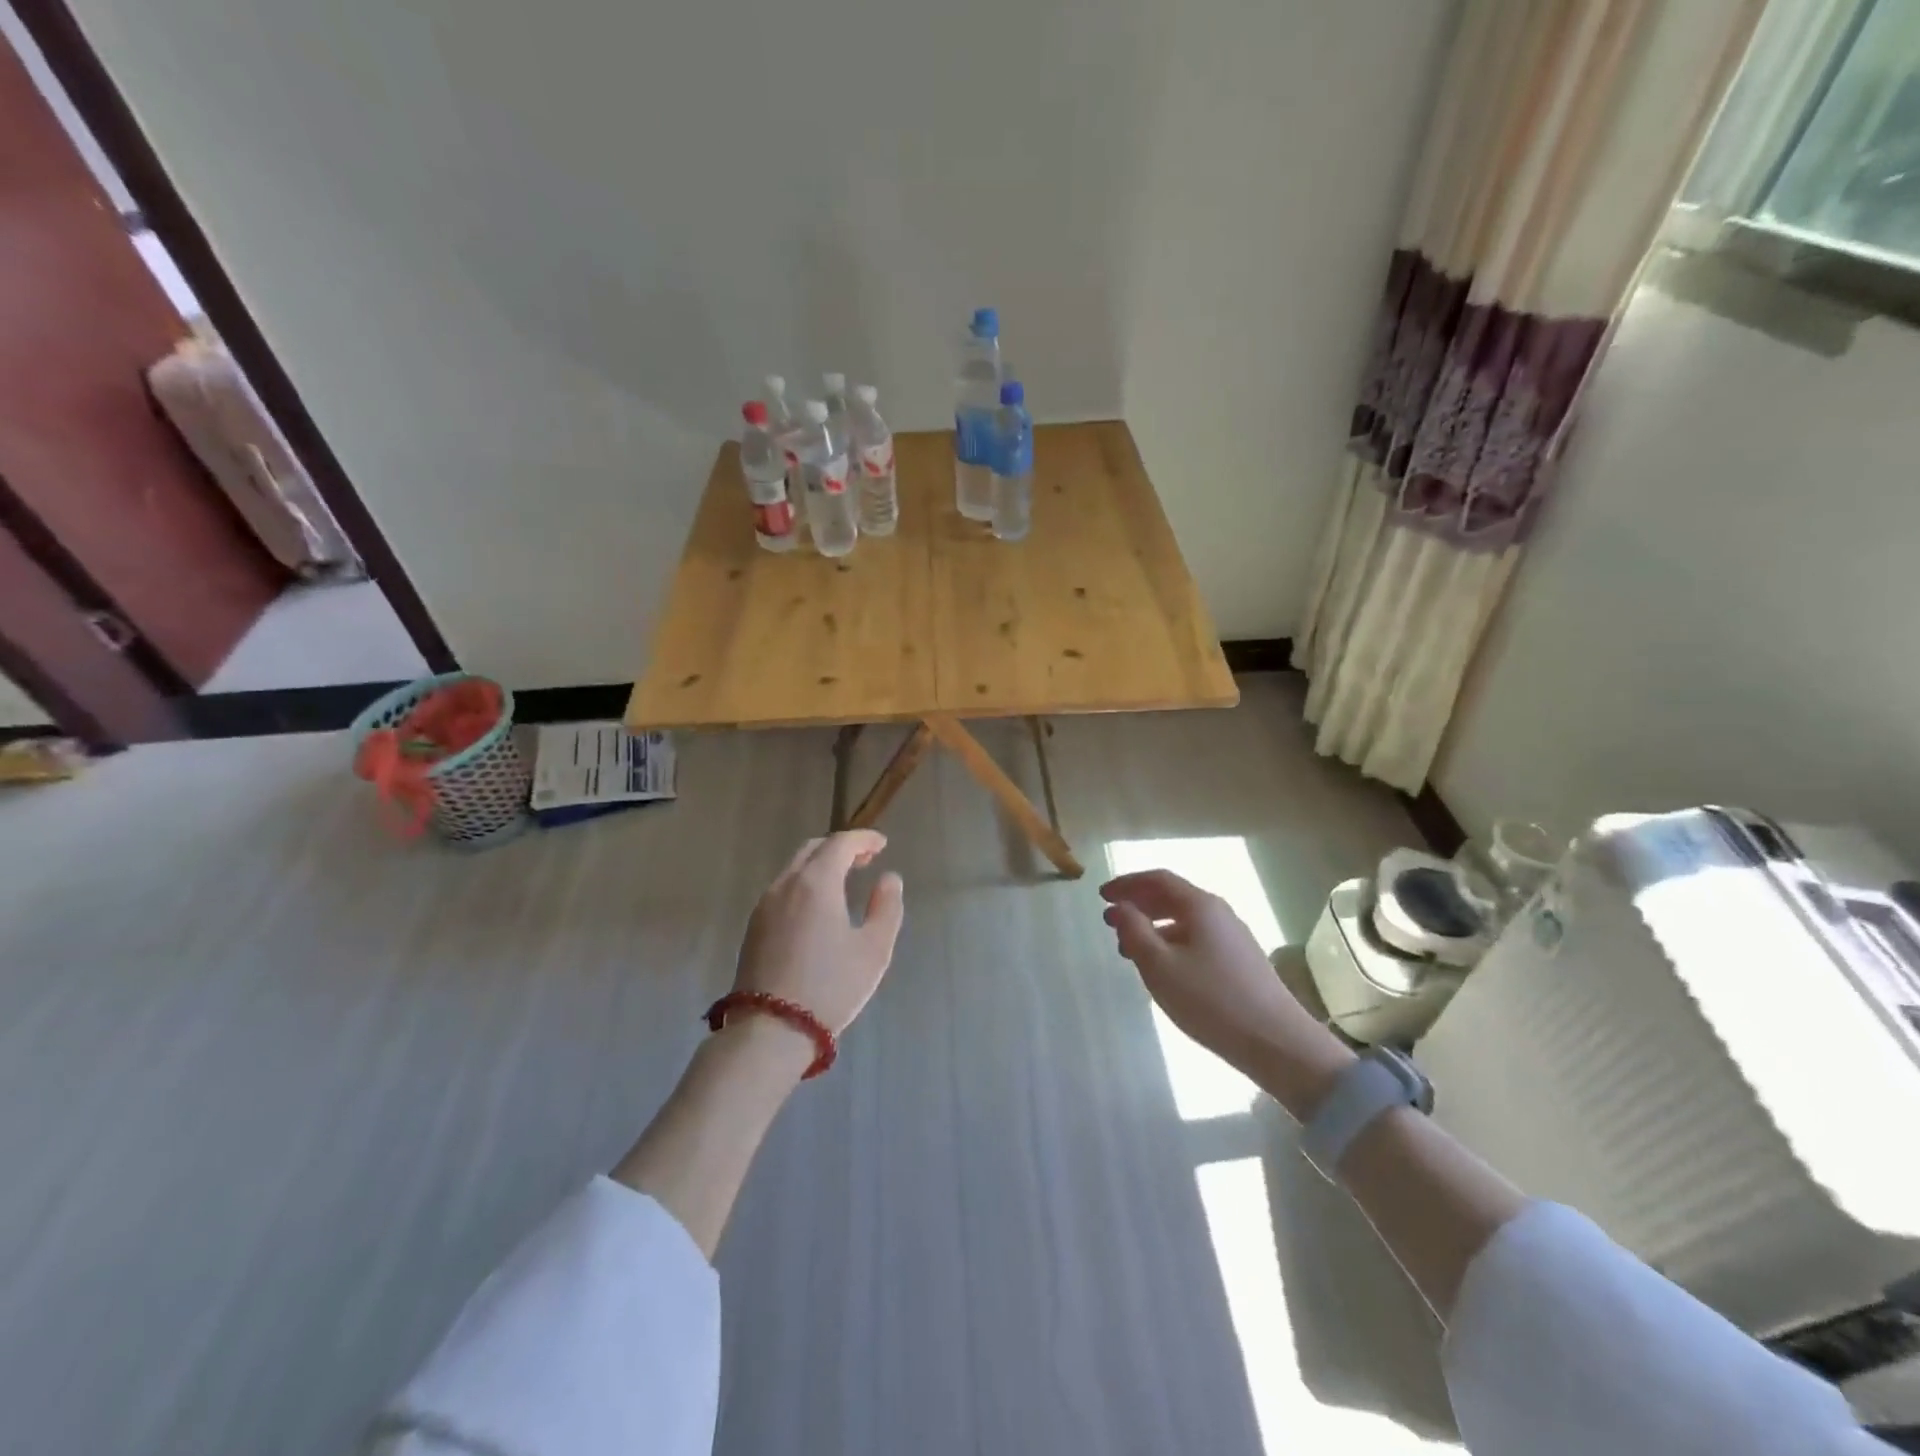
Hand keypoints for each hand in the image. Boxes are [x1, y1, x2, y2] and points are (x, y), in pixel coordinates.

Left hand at [731, 831, 905, 1034]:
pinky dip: (804, 883)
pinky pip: (783, 889)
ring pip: (794, 868)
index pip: (840, 843)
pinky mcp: (754, 927)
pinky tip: (817, 906)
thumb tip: (888, 879)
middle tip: (865, 859)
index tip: (882, 844)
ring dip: (820, 865)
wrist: (770, 1029)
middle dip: (840, 848)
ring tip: (844, 882)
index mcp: (816, 882)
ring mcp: (765, 905)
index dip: (863, 839)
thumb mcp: (873, 950)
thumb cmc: (830, 987)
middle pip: (813, 849)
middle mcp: (786, 884)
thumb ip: (886, 908)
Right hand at [1100, 869, 1333, 1085]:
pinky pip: (1197, 940)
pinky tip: (1162, 969)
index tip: (1102, 896)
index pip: (1158, 880)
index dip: (1127, 884)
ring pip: (1184, 922)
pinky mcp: (1240, 962)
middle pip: (1172, 897)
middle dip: (1138, 905)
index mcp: (1200, 906)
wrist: (1277, 1043)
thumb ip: (1134, 931)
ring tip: (1129, 950)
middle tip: (1110, 922)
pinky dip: (1171, 944)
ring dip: (1153, 928)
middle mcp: (1219, 913)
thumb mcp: (1160, 966)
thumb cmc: (1211, 999)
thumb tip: (1121, 907)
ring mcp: (1233, 938)